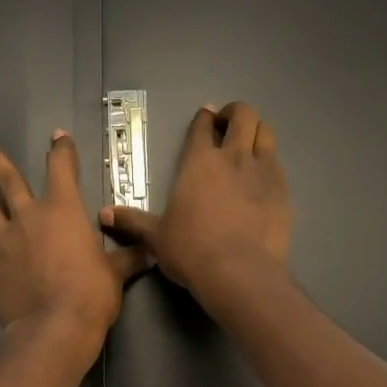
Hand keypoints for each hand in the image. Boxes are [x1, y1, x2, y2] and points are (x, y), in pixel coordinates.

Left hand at [0, 131, 149, 365]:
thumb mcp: (117, 273)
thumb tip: (149, 251)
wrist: (55, 327)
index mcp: (63, 211)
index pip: (62, 169)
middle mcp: (29, 218)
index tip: (57, 136)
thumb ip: (128, 257)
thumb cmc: (92, 294)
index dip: (61, 150)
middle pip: (9, 180)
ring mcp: (5, 243)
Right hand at [101, 102, 290, 309]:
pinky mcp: (283, 190)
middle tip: (228, 125)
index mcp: (199, 162)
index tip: (206, 116)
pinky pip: (278, 163)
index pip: (202, 126)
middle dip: (236, 113)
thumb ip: (133, 221)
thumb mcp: (156, 237)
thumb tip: (103, 214)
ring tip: (249, 142)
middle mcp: (232, 157)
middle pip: (243, 116)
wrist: (239, 272)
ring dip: (257, 131)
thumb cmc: (191, 250)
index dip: (204, 117)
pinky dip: (270, 161)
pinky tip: (264, 175)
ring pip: (266, 132)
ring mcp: (262, 171)